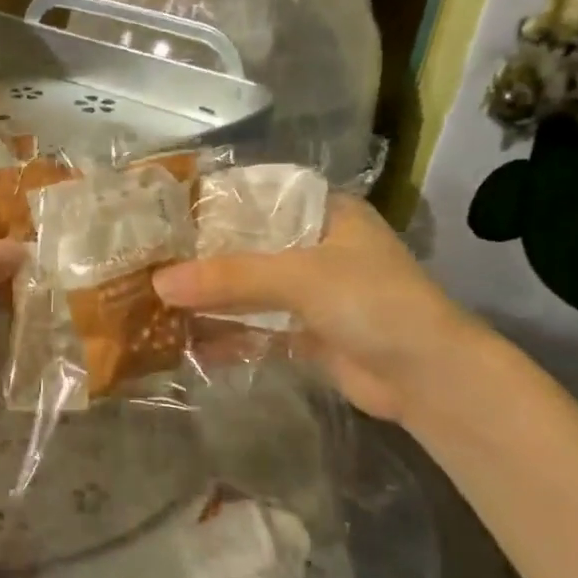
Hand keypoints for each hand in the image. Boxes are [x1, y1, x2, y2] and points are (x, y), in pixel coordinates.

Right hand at [153, 194, 484, 423]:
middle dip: (202, 258)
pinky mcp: (306, 332)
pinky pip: (255, 327)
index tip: (162, 215)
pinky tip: (186, 340)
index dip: (211, 205)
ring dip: (210, 298)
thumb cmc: (374, 303)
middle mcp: (315, 246)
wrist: (430, 380)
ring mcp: (310, 292)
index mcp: (323, 213)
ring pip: (248, 289)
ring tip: (156, 300)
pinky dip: (226, 333)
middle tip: (148, 260)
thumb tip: (157, 283)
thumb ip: (229, 277)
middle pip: (246, 246)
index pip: (256, 198)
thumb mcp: (300, 278)